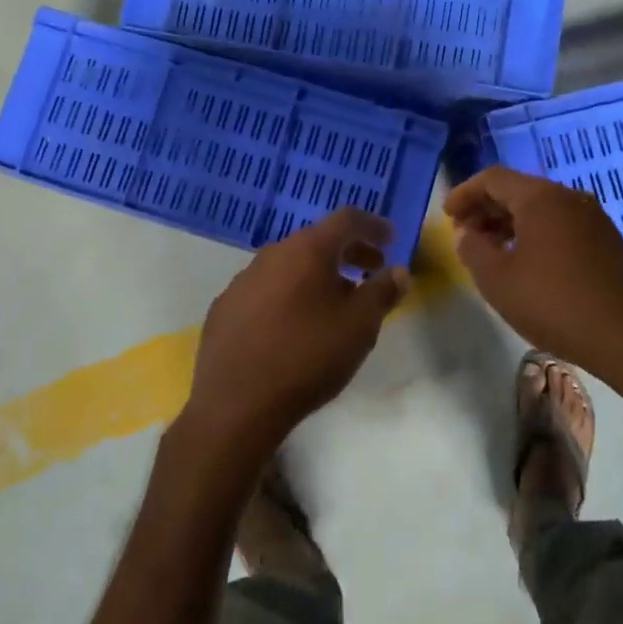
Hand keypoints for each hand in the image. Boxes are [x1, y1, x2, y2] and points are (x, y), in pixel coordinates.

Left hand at [181, 208, 408, 466]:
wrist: (236, 403)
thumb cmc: (307, 357)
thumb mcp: (360, 327)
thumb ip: (382, 293)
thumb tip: (398, 271)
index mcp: (307, 250)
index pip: (346, 219)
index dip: (373, 225)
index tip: (391, 239)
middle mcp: (272, 254)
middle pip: (317, 240)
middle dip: (348, 252)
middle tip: (371, 269)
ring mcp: (243, 280)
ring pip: (289, 265)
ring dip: (317, 274)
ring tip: (336, 302)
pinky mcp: (225, 307)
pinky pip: (265, 289)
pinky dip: (288, 294)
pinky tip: (293, 325)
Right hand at [443, 167, 622, 380]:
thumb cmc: (552, 304)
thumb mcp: (496, 279)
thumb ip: (472, 249)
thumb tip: (466, 233)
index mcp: (541, 198)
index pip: (493, 179)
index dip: (465, 193)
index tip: (448, 216)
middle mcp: (570, 198)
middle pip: (518, 190)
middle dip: (486, 208)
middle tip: (465, 234)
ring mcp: (593, 218)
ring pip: (541, 208)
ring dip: (510, 222)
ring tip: (491, 250)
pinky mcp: (607, 241)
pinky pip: (561, 224)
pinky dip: (536, 233)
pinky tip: (526, 261)